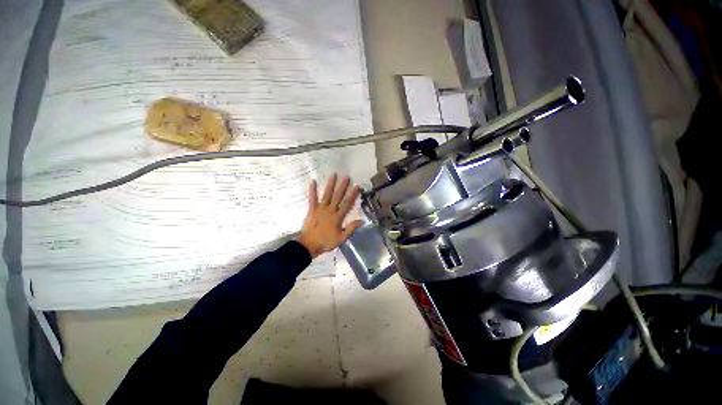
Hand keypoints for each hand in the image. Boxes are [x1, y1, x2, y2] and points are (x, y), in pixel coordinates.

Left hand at [297, 174, 363, 257]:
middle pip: (338, 196)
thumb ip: (351, 228)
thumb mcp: (341, 238)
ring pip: (326, 195)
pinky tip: (313, 181)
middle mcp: (330, 210)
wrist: (309, 245)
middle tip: (346, 176)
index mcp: (338, 217)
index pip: (347, 204)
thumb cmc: (326, 242)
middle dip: (343, 186)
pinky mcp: (312, 209)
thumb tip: (362, 220)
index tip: (357, 186)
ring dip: (330, 184)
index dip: (353, 195)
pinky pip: (312, 198)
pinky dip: (312, 190)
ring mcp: (320, 208)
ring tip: (333, 175)